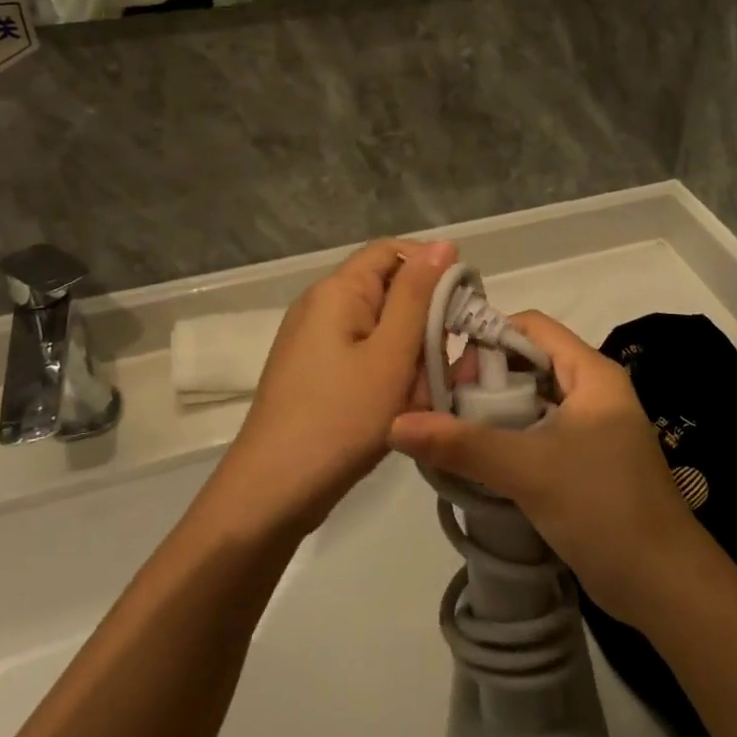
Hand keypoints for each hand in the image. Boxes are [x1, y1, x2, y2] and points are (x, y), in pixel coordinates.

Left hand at [209, 240, 459, 536]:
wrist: (273, 492)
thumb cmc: (340, 418)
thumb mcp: (391, 354)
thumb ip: (417, 295)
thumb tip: (443, 244)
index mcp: (337, 290)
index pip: (392, 250)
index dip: (432, 267)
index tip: (463, 304)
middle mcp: (321, 305)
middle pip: (388, 291)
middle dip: (423, 323)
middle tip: (442, 365)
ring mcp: (314, 340)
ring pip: (381, 329)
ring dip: (409, 356)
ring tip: (419, 396)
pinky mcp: (315, 371)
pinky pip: (364, 356)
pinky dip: (388, 375)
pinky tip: (397, 408)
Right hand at [390, 311, 702, 623]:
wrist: (663, 585)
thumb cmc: (602, 507)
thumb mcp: (528, 469)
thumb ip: (462, 444)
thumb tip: (394, 424)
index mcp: (591, 373)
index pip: (531, 326)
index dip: (487, 337)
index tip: (447, 372)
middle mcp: (592, 390)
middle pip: (527, 362)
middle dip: (483, 381)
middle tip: (443, 411)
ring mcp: (591, 428)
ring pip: (530, 402)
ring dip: (492, 415)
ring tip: (449, 436)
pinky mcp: (585, 462)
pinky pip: (537, 434)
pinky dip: (507, 441)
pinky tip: (476, 463)